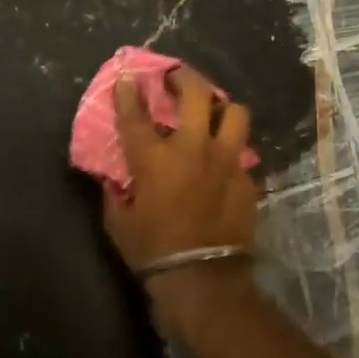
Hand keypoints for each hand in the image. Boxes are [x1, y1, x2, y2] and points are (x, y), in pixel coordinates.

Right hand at [102, 68, 259, 336]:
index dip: (130, 92)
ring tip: (213, 111)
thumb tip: (112, 180)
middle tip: (177, 77)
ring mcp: (226, 161)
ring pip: (234, 113)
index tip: (129, 77)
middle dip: (185, 78)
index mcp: (154, 158)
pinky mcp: (246, 178)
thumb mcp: (118, 222)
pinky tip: (223, 162)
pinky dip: (230, 150)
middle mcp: (192, 149)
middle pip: (196, 94)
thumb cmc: (152, 250)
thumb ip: (114, 193)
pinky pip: (242, 152)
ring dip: (222, 107)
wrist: (203, 280)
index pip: (136, 114)